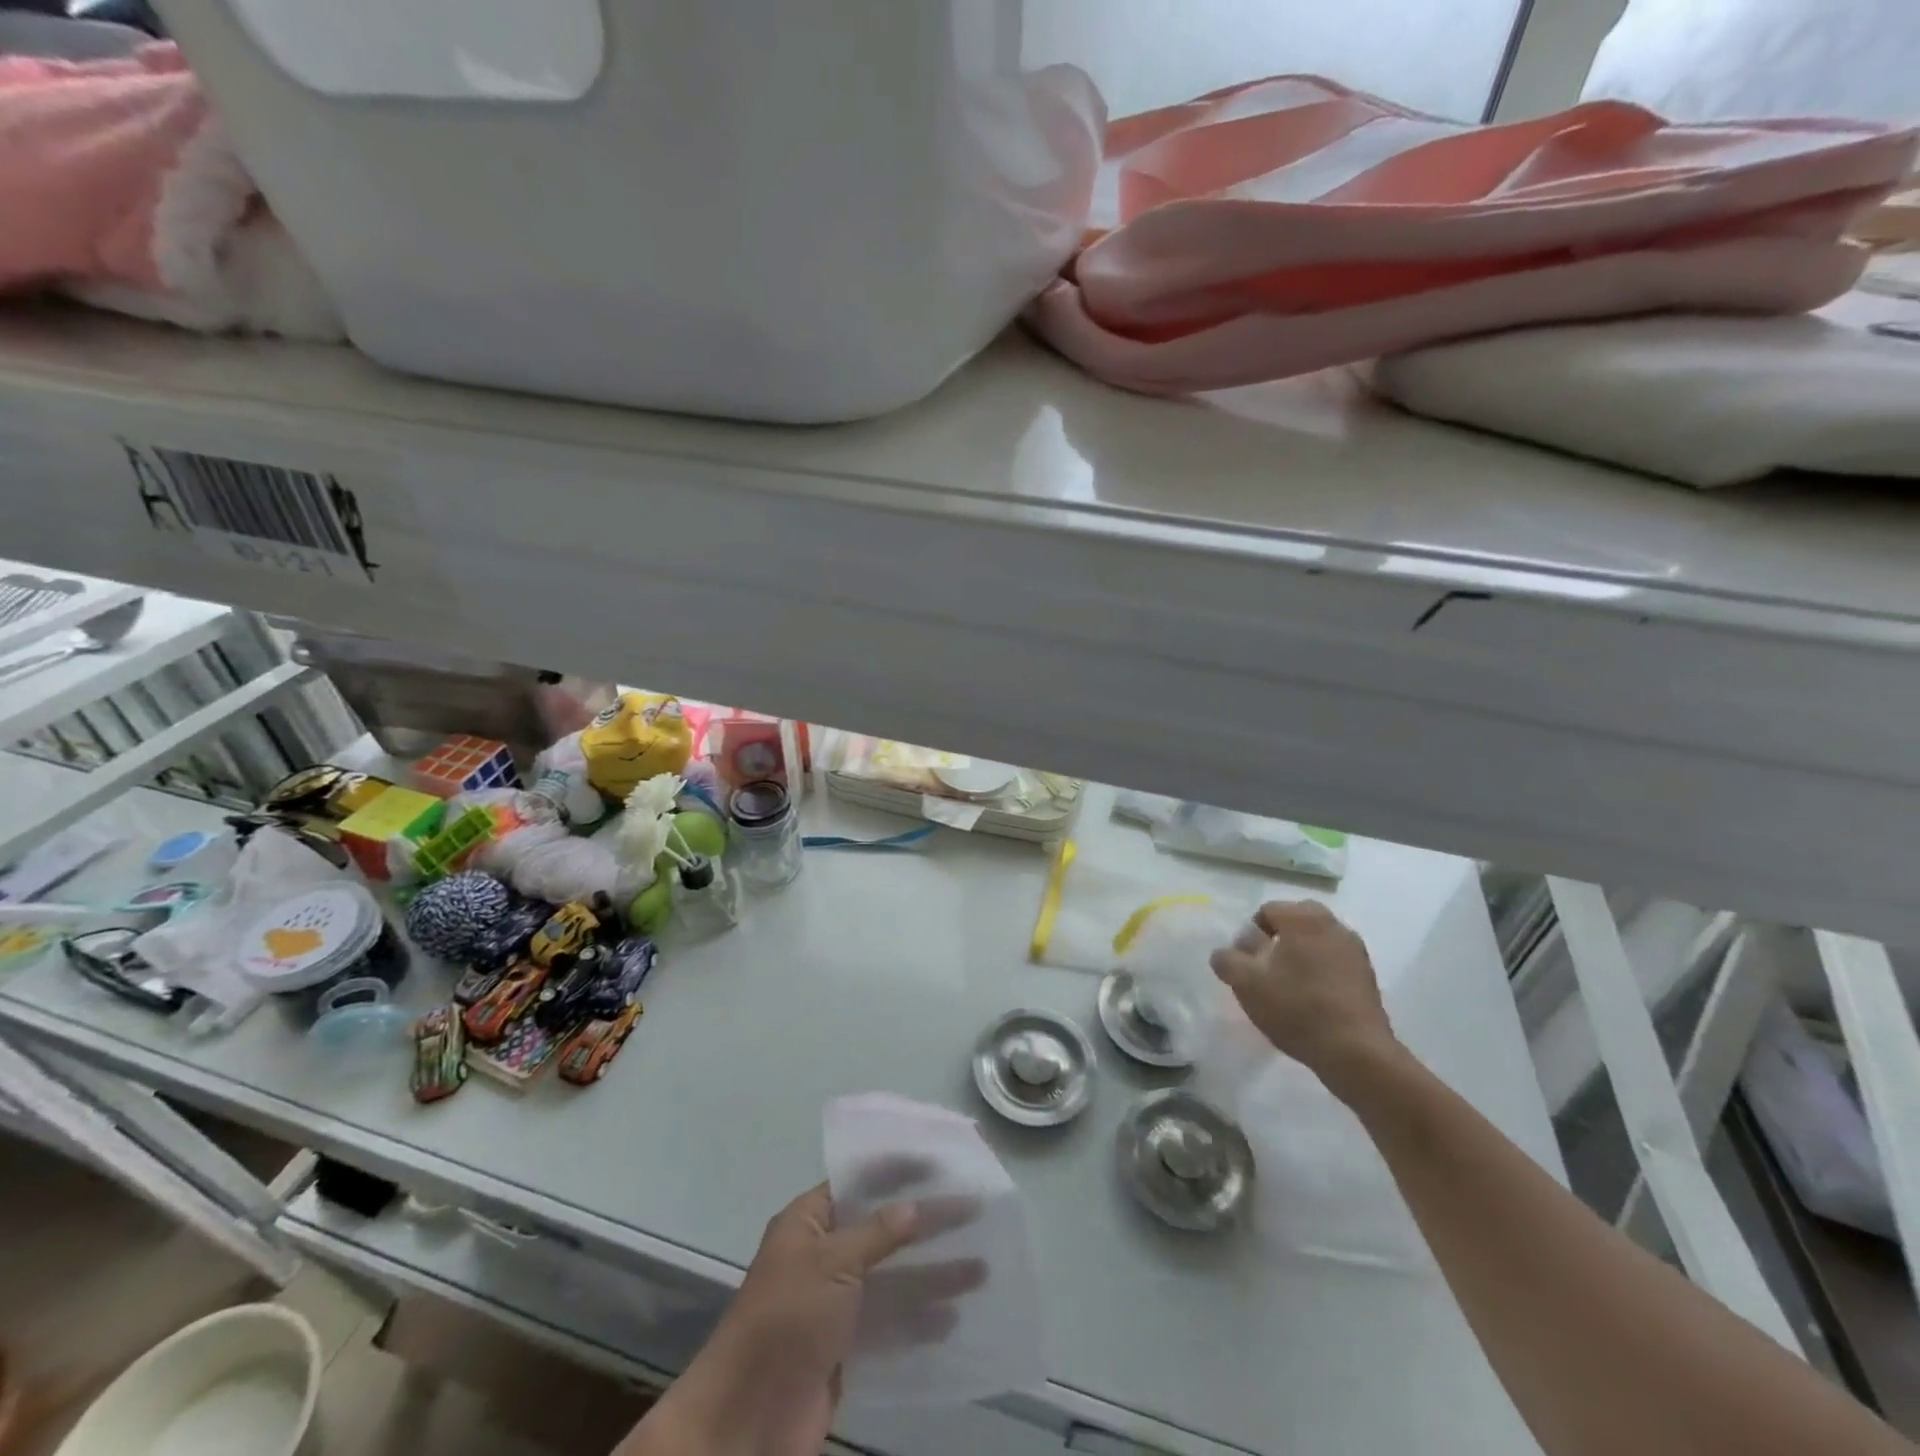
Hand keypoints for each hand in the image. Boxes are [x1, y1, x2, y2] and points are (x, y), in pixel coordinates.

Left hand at [643, 1180, 981, 1455]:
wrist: (747, 1421)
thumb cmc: (786, 1320)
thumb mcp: (832, 1263)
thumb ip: (877, 1233)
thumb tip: (916, 1206)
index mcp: (809, 1221)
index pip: (860, 1181)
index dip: (899, 1170)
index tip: (942, 1162)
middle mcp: (824, 1255)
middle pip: (884, 1228)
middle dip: (927, 1222)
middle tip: (974, 1211)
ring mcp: (836, 1304)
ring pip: (893, 1278)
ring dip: (932, 1274)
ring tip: (980, 1269)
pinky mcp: (846, 1349)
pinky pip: (889, 1325)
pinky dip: (919, 1321)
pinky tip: (952, 1321)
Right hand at [1208, 900, 1399, 1093]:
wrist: (1356, 1052)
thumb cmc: (1296, 1008)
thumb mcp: (1246, 983)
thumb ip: (1227, 960)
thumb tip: (1225, 953)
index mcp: (1303, 918)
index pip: (1267, 911)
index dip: (1250, 935)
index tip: (1247, 963)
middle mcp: (1332, 925)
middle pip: (1295, 923)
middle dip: (1278, 941)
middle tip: (1266, 971)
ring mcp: (1355, 950)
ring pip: (1316, 942)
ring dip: (1301, 956)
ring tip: (1289, 988)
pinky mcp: (1368, 975)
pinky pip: (1334, 962)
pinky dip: (1321, 972)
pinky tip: (1313, 1001)